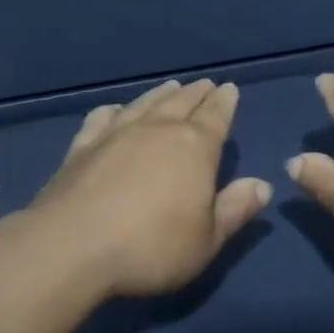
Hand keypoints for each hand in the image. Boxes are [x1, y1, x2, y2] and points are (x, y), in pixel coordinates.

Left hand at [30, 79, 271, 297]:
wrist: (71, 248)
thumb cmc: (151, 247)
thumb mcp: (207, 240)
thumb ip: (235, 210)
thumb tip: (262, 184)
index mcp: (195, 147)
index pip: (216, 115)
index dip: (225, 102)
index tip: (230, 89)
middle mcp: (158, 130)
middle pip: (182, 102)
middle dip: (198, 93)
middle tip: (206, 85)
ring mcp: (116, 134)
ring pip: (145, 103)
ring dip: (161, 94)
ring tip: (171, 87)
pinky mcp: (82, 147)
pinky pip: (102, 118)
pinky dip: (114, 110)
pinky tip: (115, 110)